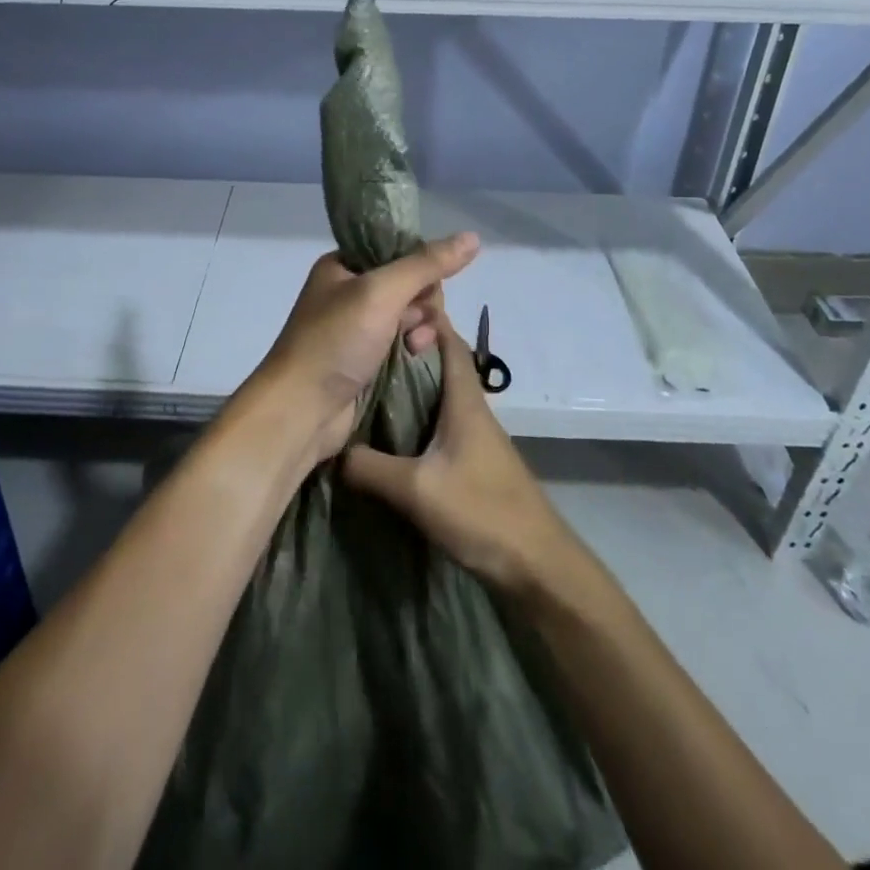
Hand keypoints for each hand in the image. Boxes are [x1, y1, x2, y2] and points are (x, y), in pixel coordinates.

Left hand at [244, 233, 479, 464]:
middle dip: (422, 304)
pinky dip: (414, 349)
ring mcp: (359, 329)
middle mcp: (350, 293)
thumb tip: (472, 237)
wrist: (301, 411)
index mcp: (343, 266)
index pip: (399, 251)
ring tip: (414, 346)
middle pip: (411, 285)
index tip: (423, 289)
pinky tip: (414, 358)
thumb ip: (426, 264)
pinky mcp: (368, 361)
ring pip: (412, 317)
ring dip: (421, 329)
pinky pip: (405, 344)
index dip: (419, 267)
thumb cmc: (335, 341)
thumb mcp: (380, 292)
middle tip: (412, 323)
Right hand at [342, 309, 574, 598]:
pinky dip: (417, 413)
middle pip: (441, 363)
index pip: (448, 341)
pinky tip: (391, 429)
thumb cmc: (482, 511)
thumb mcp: (416, 490)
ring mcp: (475, 436)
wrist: (536, 564)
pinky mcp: (473, 461)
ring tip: (369, 380)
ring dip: (412, 382)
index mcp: (464, 400)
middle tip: (366, 343)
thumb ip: (370, 468)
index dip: (425, 318)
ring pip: (440, 393)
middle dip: (409, 347)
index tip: (388, 306)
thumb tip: (333, 450)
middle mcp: (472, 409)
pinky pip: (440, 422)